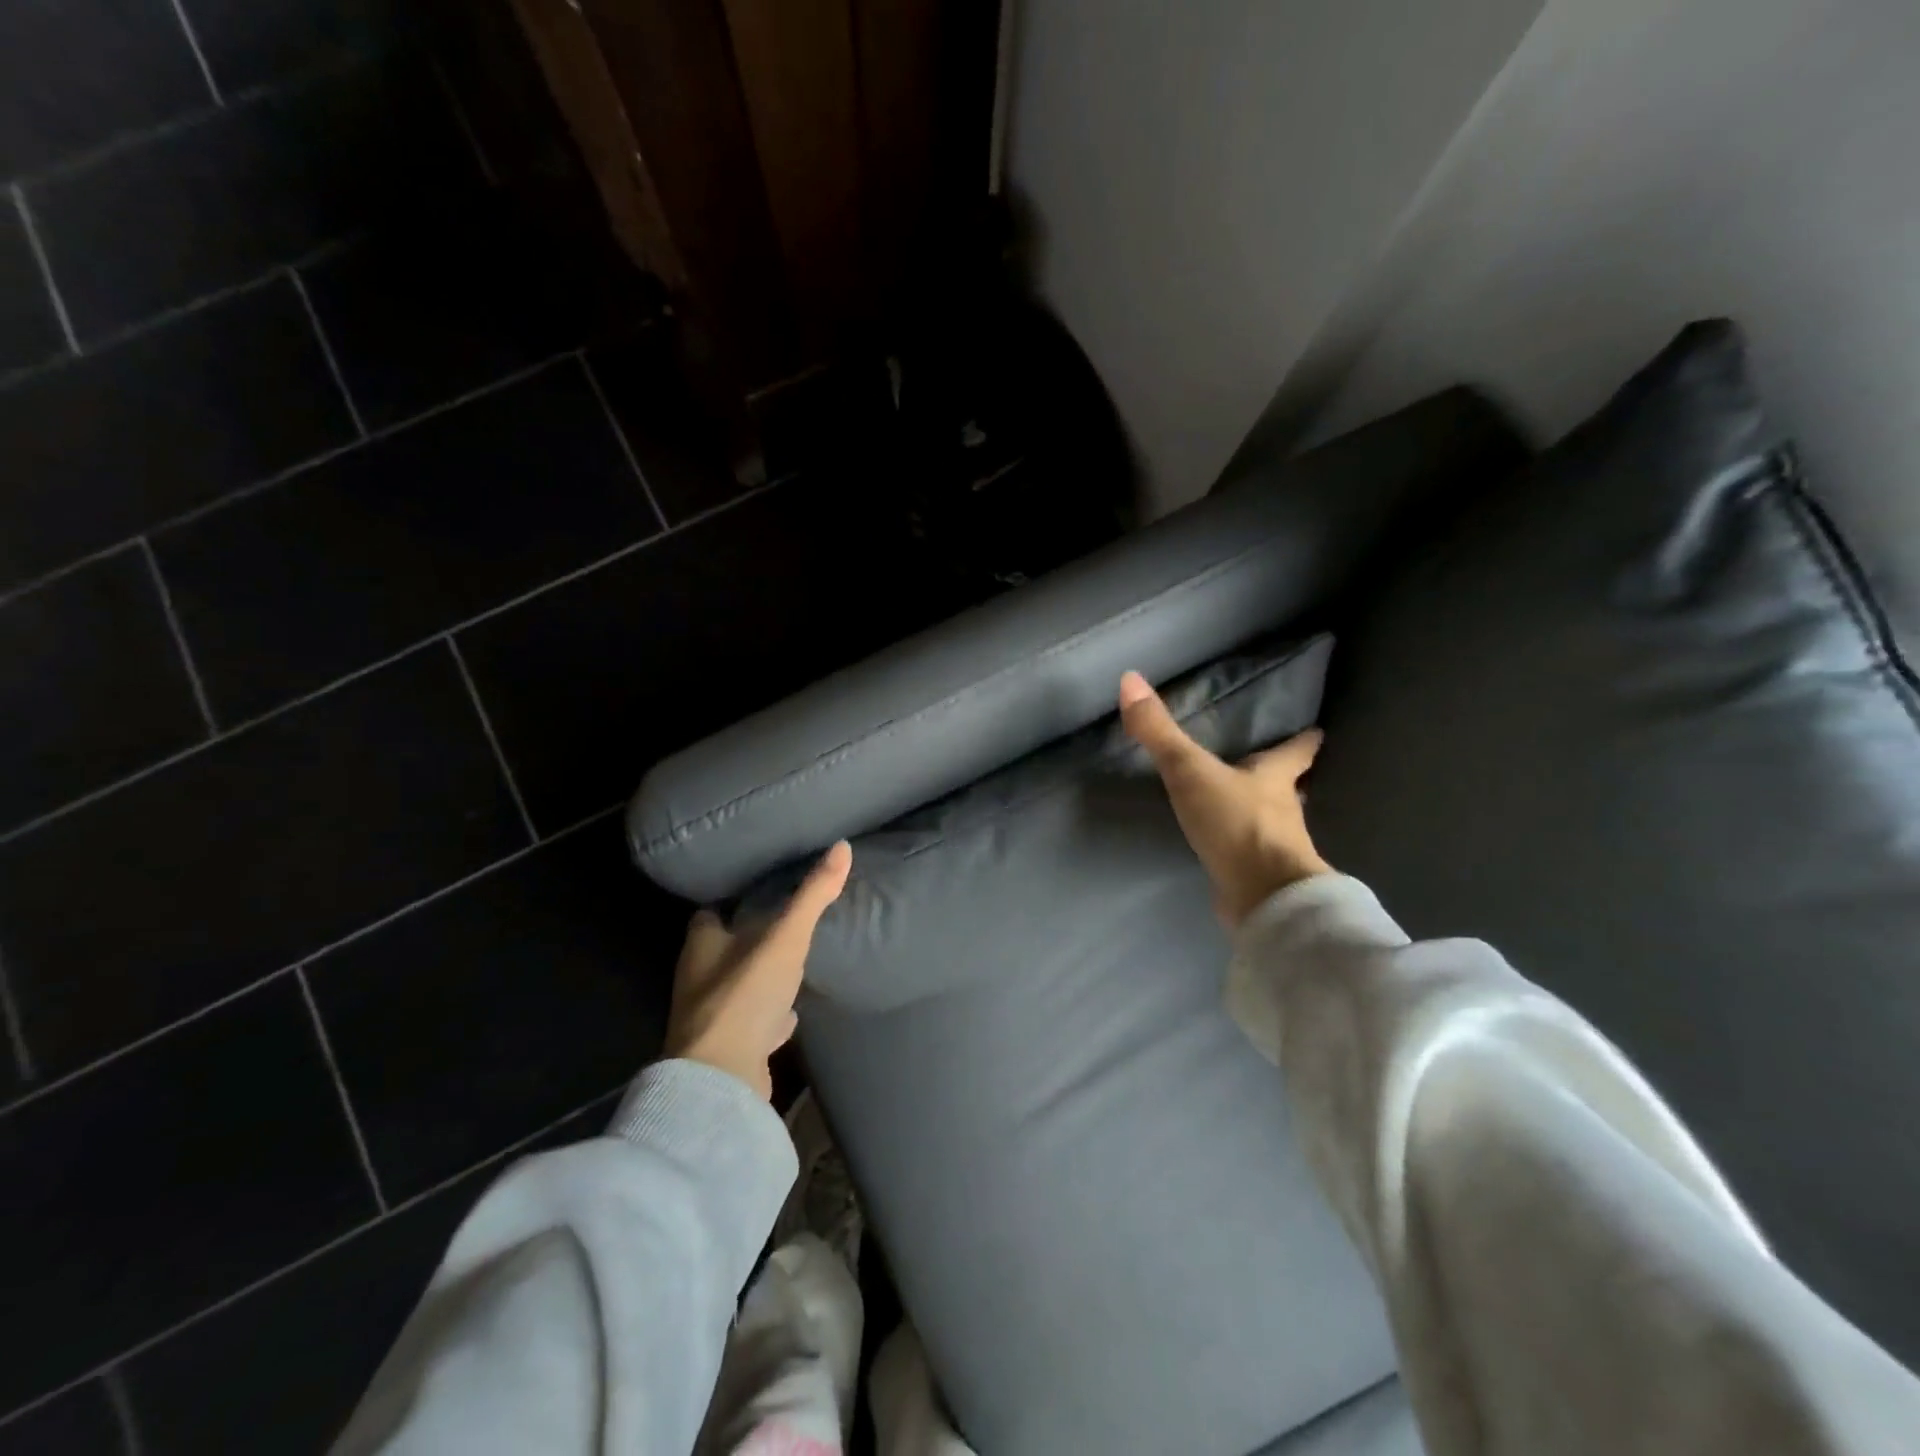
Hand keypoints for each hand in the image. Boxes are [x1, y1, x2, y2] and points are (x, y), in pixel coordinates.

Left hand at [664, 841, 852, 1098]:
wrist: (724, 1078)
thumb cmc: (745, 994)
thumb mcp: (786, 937)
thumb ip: (813, 894)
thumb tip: (842, 845)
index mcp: (702, 945)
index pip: (710, 914)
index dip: (731, 902)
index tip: (760, 890)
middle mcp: (700, 979)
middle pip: (724, 951)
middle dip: (749, 940)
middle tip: (784, 924)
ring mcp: (713, 1018)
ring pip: (739, 988)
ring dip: (761, 979)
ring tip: (792, 963)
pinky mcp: (730, 1049)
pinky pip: (752, 1024)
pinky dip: (770, 1017)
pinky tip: (791, 1014)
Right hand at [1119, 671, 1330, 928]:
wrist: (1263, 897)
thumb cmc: (1236, 824)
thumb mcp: (1190, 772)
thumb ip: (1159, 732)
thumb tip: (1130, 679)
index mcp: (1274, 779)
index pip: (1295, 752)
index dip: (1304, 741)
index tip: (1316, 732)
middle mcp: (1283, 812)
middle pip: (1288, 789)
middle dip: (1283, 780)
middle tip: (1277, 771)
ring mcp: (1276, 849)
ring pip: (1274, 825)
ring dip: (1264, 816)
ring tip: (1247, 810)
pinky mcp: (1262, 880)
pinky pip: (1253, 858)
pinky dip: (1245, 851)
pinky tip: (1229, 853)